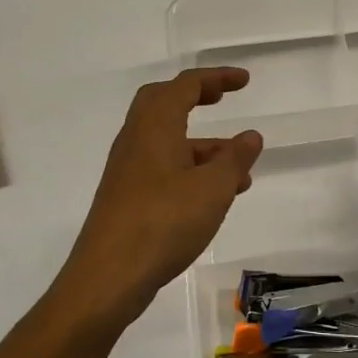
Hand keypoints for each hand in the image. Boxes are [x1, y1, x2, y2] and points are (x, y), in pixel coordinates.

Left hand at [60, 68, 263, 327]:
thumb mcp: (213, 189)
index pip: (185, 85)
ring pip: (167, 141)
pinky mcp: (127, 198)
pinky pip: (163, 168)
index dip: (216, 78)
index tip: (244, 81)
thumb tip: (251, 136)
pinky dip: (190, 169)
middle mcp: (136, 140)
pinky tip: (214, 198)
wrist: (107, 278)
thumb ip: (235, 159)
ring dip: (202, 145)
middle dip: (195, 97)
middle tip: (222, 99)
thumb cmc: (163, 223)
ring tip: (240, 170)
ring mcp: (128, 170)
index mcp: (155, 126)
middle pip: (163, 103)